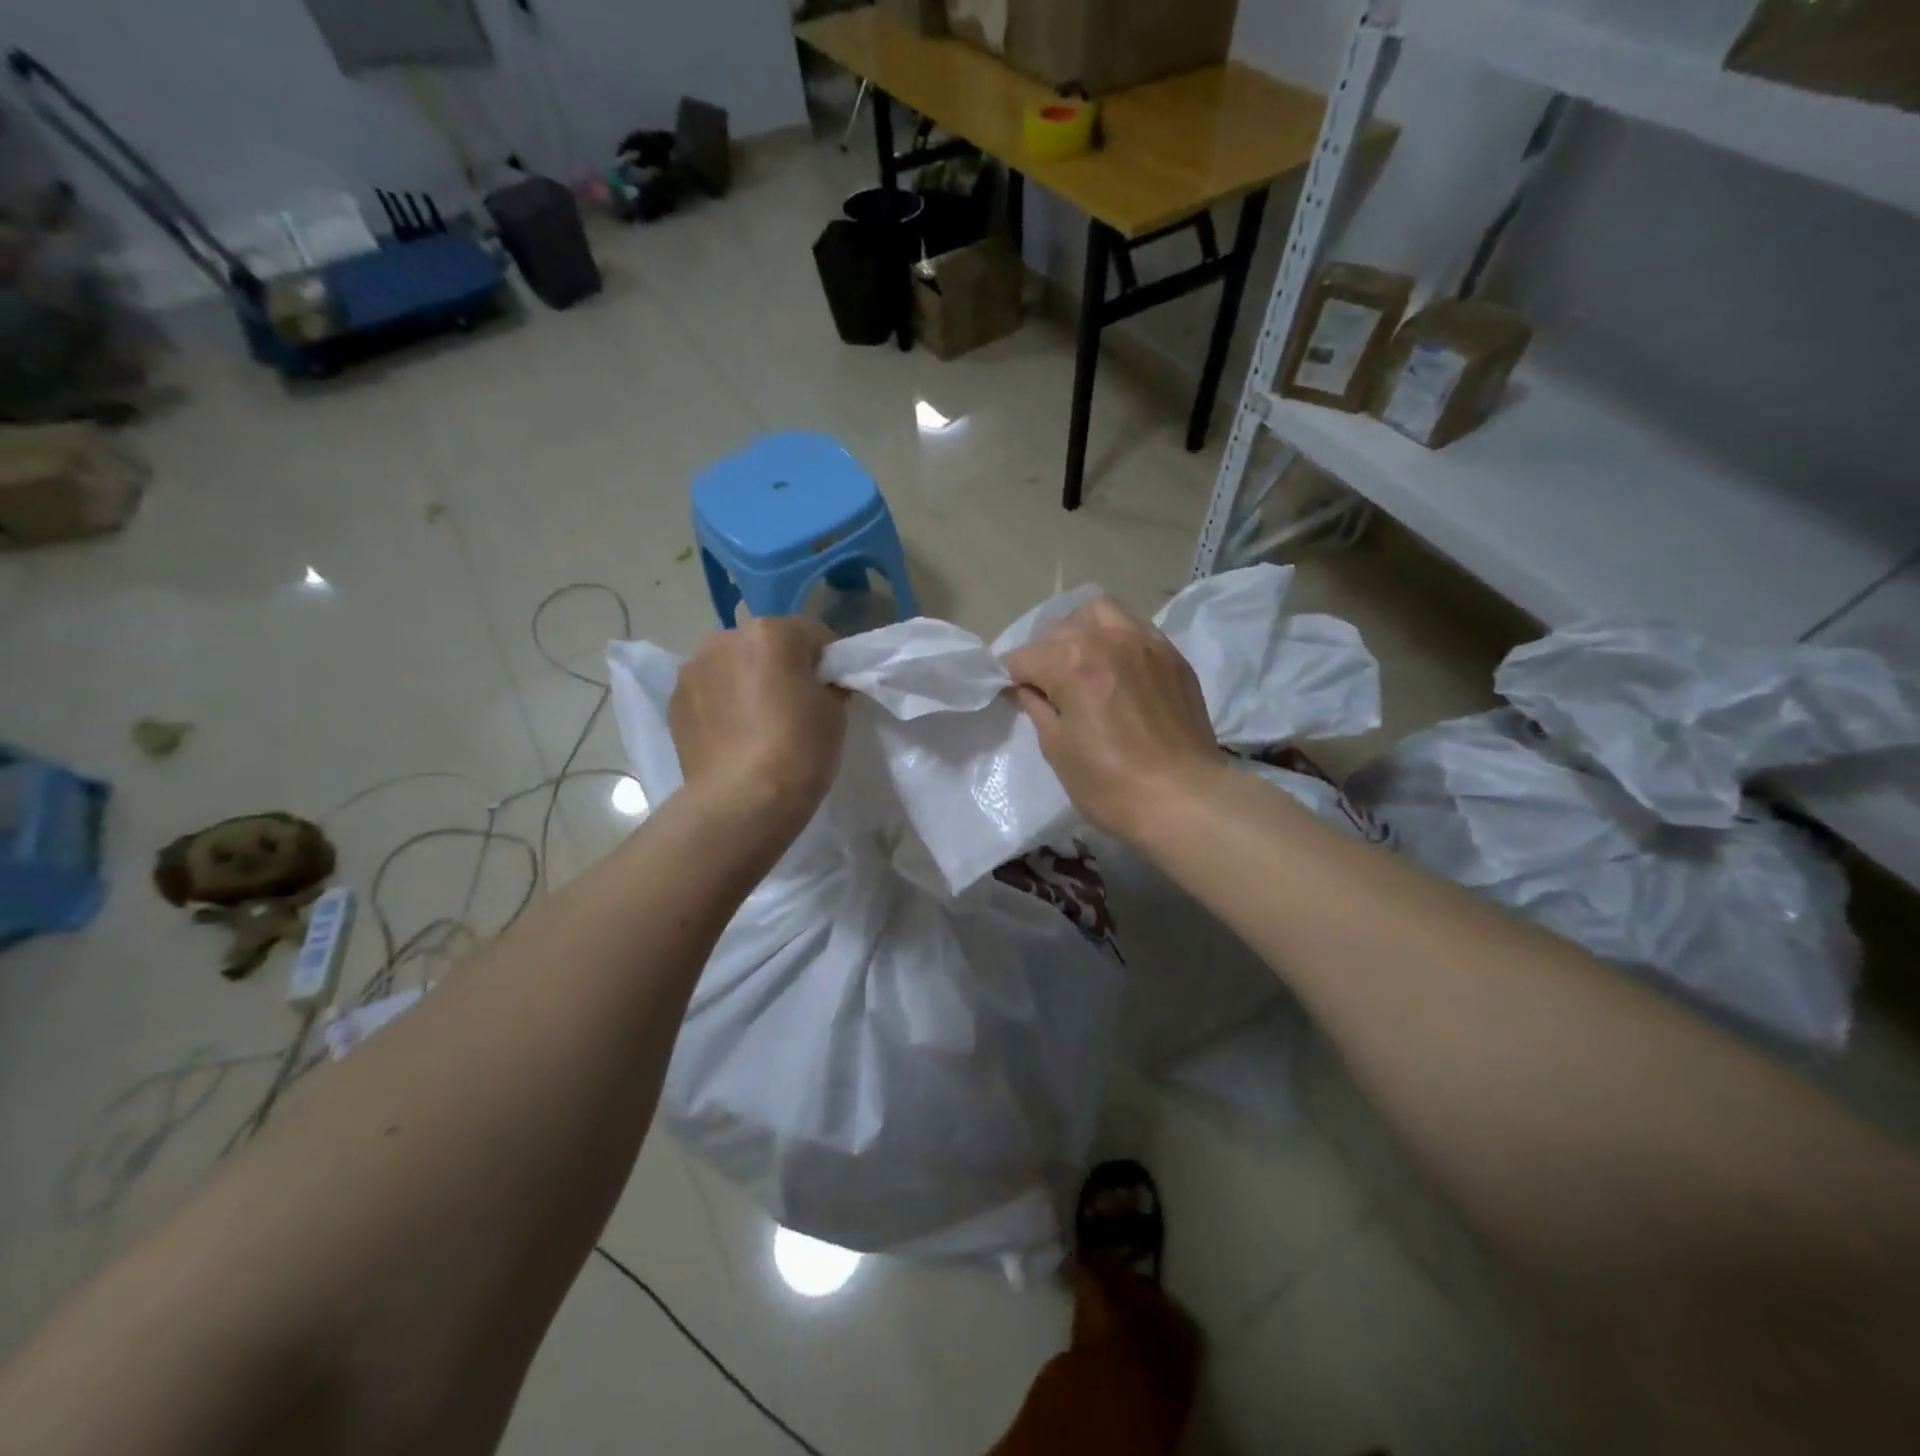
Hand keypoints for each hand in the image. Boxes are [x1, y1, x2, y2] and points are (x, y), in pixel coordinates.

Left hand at [669, 617, 845, 824]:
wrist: (741, 802)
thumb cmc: (798, 750)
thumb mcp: (835, 712)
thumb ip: (828, 684)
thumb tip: (821, 683)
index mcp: (770, 633)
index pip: (812, 634)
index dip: (828, 660)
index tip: (834, 687)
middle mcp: (725, 639)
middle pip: (765, 644)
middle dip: (781, 665)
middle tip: (796, 704)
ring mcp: (693, 670)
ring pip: (732, 665)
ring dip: (747, 681)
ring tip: (760, 722)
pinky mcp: (674, 702)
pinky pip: (710, 692)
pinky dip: (723, 704)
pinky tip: (735, 736)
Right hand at [1002, 597, 1222, 843]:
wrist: (1184, 800)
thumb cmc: (1110, 784)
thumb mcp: (1056, 749)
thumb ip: (1036, 707)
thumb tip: (1025, 688)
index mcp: (1071, 661)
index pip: (1023, 657)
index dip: (1010, 678)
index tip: (1011, 696)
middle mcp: (1108, 638)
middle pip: (1059, 629)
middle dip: (1043, 654)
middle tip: (1046, 687)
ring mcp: (1146, 642)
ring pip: (1101, 613)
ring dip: (1081, 631)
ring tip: (1082, 663)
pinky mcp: (1173, 656)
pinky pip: (1135, 629)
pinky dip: (1116, 639)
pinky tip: (1117, 669)